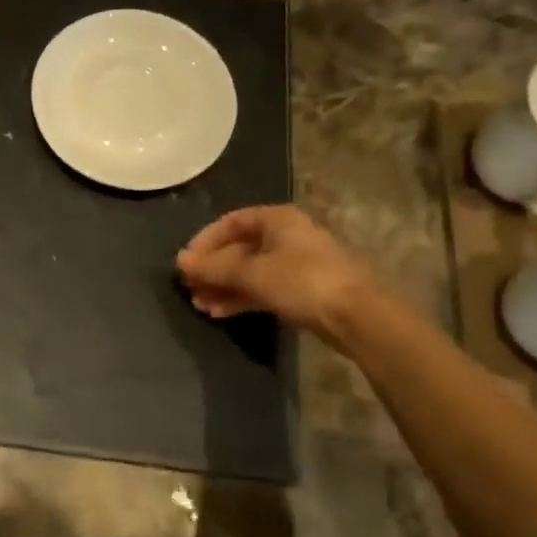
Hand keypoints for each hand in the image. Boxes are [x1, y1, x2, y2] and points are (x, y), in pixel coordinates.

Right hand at [176, 205, 380, 343]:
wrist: (357, 316)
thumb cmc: (302, 282)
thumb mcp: (252, 273)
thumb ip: (214, 267)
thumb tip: (180, 261)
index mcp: (277, 220)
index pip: (230, 222)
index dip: (205, 240)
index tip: (186, 262)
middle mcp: (286, 236)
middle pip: (238, 248)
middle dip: (212, 269)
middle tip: (190, 288)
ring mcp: (295, 264)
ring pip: (249, 271)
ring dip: (223, 287)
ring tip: (200, 305)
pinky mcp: (301, 290)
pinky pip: (262, 288)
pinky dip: (240, 298)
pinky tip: (219, 312)